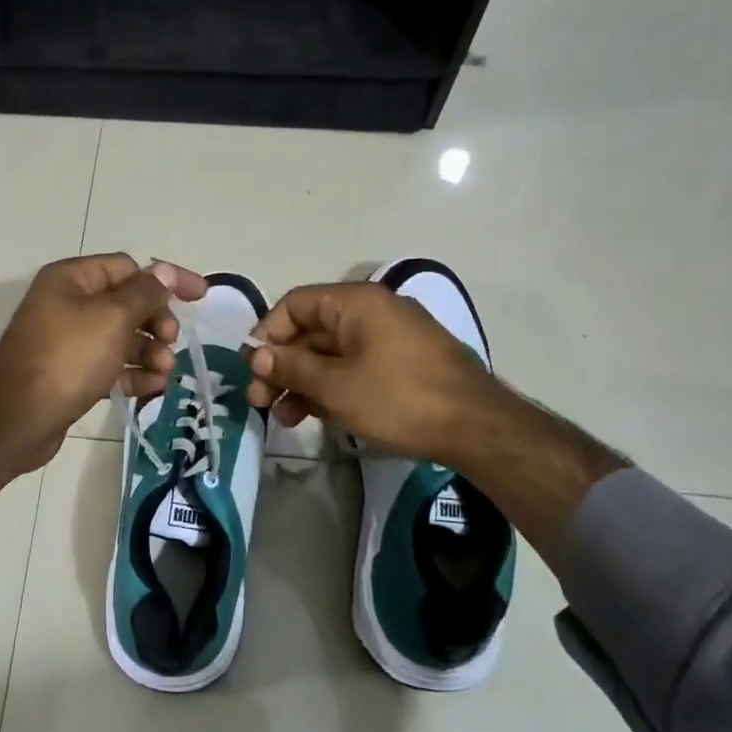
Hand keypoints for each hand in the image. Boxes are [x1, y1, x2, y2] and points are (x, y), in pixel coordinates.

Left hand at [0, 255, 205, 537]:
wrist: (16, 419)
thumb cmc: (67, 359)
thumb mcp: (112, 319)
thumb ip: (144, 293)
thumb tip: (165, 271)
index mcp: (72, 279)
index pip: (129, 267)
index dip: (166, 280)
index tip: (200, 296)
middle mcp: (68, 303)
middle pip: (127, 303)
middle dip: (157, 322)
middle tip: (171, 343)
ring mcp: (68, 340)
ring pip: (121, 337)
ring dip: (149, 352)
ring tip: (165, 372)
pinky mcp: (70, 373)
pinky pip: (109, 365)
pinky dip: (131, 373)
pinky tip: (151, 388)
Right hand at [244, 281, 500, 462]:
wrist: (477, 428)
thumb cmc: (398, 398)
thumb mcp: (336, 386)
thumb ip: (292, 367)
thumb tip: (258, 356)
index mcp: (356, 303)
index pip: (295, 304)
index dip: (268, 334)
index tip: (254, 369)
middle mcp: (372, 312)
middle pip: (311, 331)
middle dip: (282, 367)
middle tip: (261, 401)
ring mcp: (390, 339)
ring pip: (331, 355)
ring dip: (303, 383)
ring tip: (284, 418)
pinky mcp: (402, 365)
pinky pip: (354, 368)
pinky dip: (332, 389)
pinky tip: (316, 417)